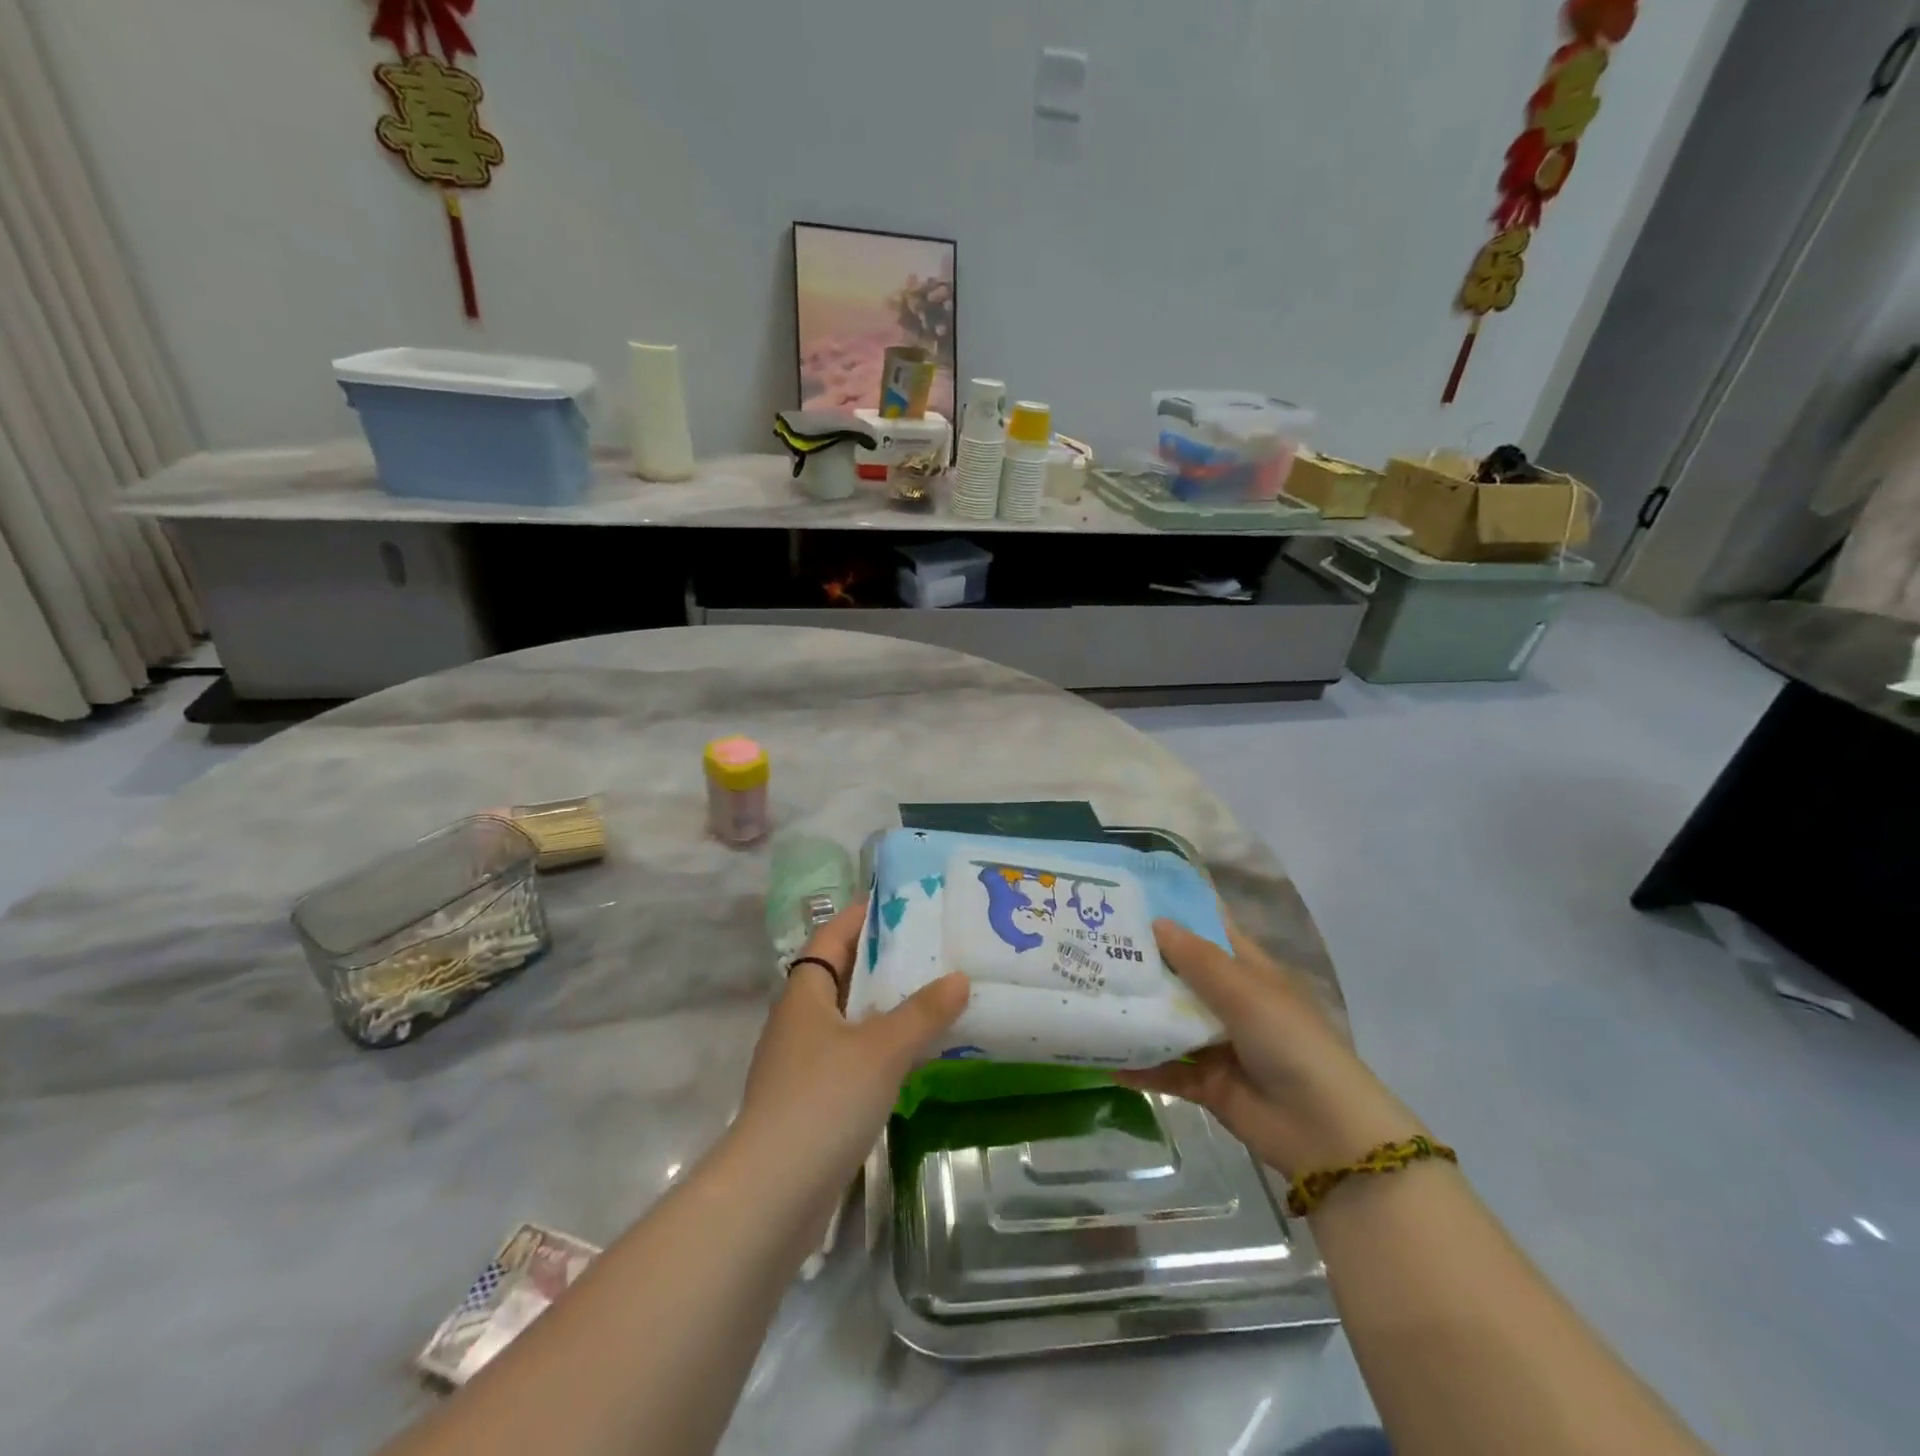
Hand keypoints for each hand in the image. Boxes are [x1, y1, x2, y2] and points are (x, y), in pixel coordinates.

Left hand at [735, 901, 968, 1192]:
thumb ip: (923, 1012)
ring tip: (932, 995)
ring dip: (883, 1006)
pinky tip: (912, 1055)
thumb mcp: (881, 1049)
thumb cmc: (823, 1100)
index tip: (899, 903)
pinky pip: (850, 1056)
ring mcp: (801, 1064)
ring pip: (847, 1019)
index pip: (830, 938)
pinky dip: (879, 1047)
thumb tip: (960, 977)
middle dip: (881, 960)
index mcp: (804, 994)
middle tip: (930, 947)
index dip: (860, 917)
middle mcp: (798, 1022)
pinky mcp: (810, 1102)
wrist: (772, 1194)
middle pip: (840, 976)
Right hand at [1116, 918, 1421, 1176]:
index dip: (1175, 914)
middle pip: (1180, 974)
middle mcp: (1230, 1002)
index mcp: (1247, 971)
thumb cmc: (1290, 1042)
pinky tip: (1103, 1055)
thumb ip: (1197, 959)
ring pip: (1168, 1021)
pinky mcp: (1206, 1083)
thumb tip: (1156, 921)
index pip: (1207, 931)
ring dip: (1135, 1012)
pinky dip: (1138, 1064)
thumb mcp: (1244, 991)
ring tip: (1087, 994)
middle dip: (1142, 961)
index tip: (1130, 897)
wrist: (1324, 1131)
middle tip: (1090, 942)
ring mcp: (1217, 1044)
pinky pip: (1165, 1068)